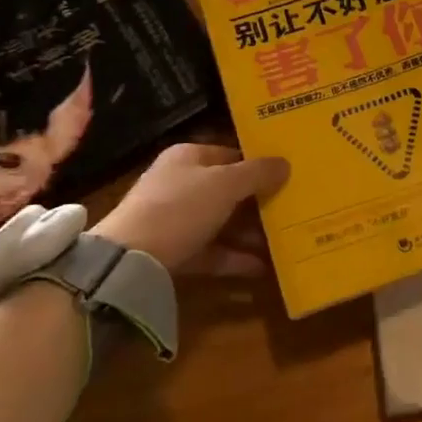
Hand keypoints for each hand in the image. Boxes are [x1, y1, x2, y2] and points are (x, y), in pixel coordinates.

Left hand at [96, 144, 288, 276]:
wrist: (129, 261)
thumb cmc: (180, 207)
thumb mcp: (225, 184)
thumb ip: (257, 173)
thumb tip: (285, 163)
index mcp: (188, 157)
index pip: (229, 154)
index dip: (257, 164)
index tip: (287, 175)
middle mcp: (179, 184)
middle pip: (226, 190)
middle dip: (258, 201)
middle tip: (292, 209)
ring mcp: (174, 220)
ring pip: (221, 222)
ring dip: (250, 232)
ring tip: (284, 241)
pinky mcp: (173, 253)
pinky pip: (211, 251)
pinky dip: (234, 258)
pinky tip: (263, 267)